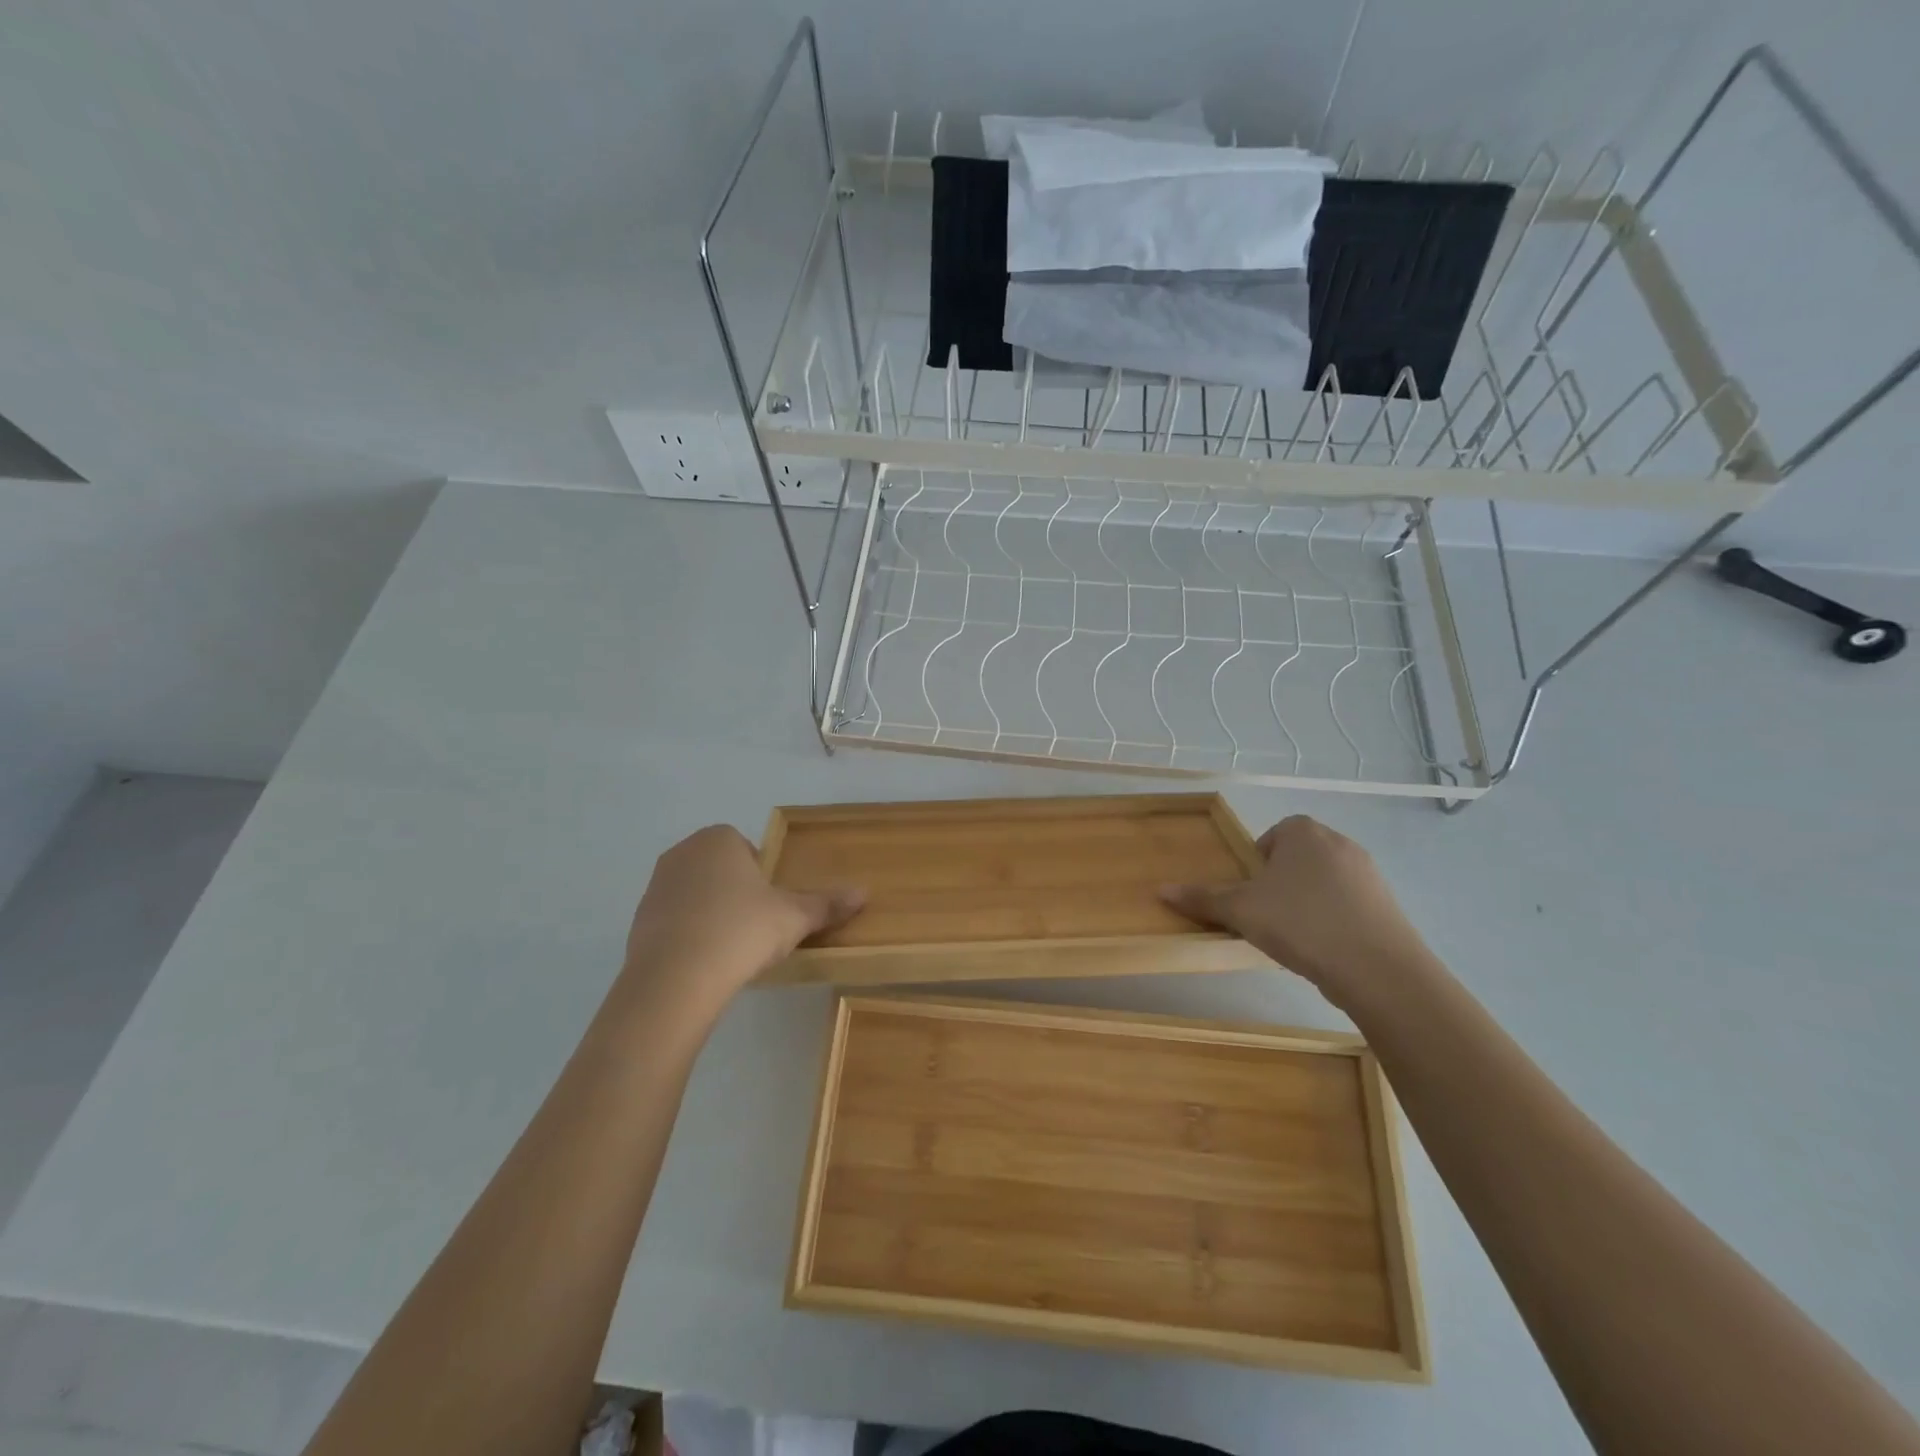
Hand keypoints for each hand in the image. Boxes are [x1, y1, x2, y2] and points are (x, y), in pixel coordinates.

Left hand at [621, 826, 863, 1014]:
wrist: (676, 978)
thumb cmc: (742, 930)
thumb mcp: (794, 917)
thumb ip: (826, 904)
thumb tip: (864, 893)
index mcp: (719, 839)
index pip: (746, 847)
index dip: (762, 875)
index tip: (772, 905)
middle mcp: (683, 852)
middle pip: (720, 868)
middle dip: (737, 891)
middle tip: (757, 926)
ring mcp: (655, 886)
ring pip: (695, 893)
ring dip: (711, 912)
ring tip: (730, 948)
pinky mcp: (638, 921)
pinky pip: (674, 921)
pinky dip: (689, 935)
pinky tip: (704, 962)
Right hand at [1160, 815, 1430, 1004]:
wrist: (1378, 968)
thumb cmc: (1300, 923)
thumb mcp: (1241, 911)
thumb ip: (1203, 898)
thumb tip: (1160, 890)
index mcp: (1303, 832)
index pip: (1272, 835)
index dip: (1256, 864)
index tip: (1250, 894)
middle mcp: (1338, 842)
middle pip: (1297, 858)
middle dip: (1280, 884)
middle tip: (1266, 916)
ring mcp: (1368, 873)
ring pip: (1323, 882)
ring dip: (1306, 902)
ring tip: (1294, 937)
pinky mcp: (1387, 904)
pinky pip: (1348, 904)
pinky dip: (1333, 920)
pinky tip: (1324, 948)